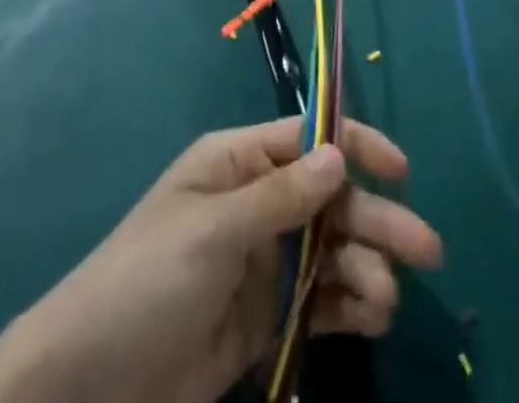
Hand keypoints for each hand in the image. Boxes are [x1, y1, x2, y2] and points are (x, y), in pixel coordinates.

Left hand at [0, 119, 441, 402]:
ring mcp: (264, 261)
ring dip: (367, 269)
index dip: (353, 147)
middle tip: (428, 250)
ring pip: (332, 252)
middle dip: (376, 219)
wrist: (91, 383)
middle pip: (329, 200)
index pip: (305, 140)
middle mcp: (256, 203)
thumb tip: (337, 155)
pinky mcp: (267, 316)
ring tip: (384, 302)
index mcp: (236, 163)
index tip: (400, 171)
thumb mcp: (212, 231)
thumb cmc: (146, 280)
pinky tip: (370, 318)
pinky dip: (350, 305)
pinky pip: (320, 300)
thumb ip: (280, 197)